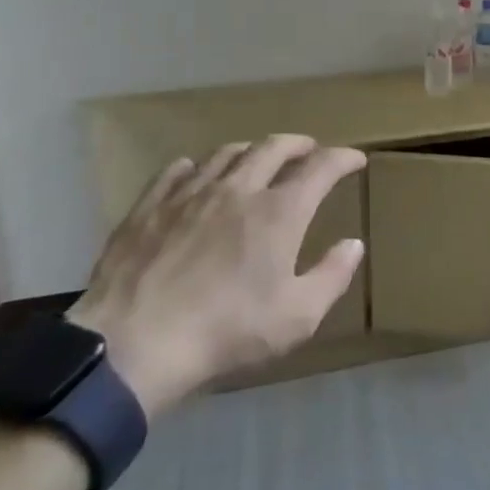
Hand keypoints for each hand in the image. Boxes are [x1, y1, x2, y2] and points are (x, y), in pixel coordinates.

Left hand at [67, 136, 365, 416]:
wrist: (133, 345)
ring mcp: (190, 194)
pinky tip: (197, 174)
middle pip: (274, 147)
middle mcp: (239, 189)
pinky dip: (197, 165)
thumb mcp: (297, 317)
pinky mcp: (149, 207)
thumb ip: (332, 276)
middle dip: (298, 144)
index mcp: (280, 212)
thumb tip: (353, 244)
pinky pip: (177, 170)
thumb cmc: (226, 332)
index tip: (355, 159)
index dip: (343, 158)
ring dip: (251, 150)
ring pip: (226, 152)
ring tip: (258, 158)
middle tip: (309, 150)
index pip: (321, 167)